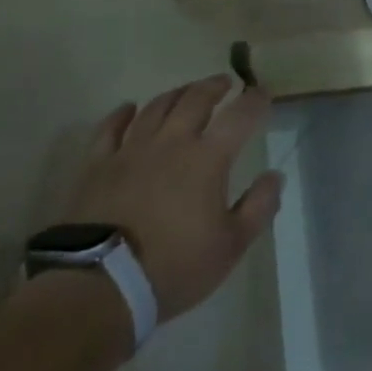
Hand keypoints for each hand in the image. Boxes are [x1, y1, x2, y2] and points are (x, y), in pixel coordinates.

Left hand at [63, 76, 284, 322]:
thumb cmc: (173, 267)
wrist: (98, 288)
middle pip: (195, 99)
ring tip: (186, 92)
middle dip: (214, 86)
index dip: (255, 100)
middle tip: (224, 83)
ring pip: (156, 107)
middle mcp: (171, 142)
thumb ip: (259, 206)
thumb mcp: (231, 245)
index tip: (263, 93)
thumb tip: (274, 176)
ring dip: (176, 94)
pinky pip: (109, 128)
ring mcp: (130, 150)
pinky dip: (122, 114)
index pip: (240, 115)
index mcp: (208, 158)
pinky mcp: (96, 166)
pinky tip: (129, 109)